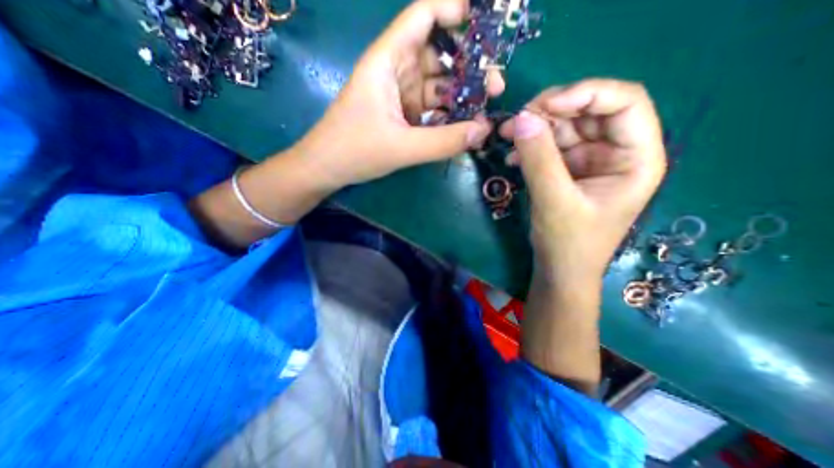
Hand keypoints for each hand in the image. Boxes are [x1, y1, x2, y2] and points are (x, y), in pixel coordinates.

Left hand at [294, 0, 500, 188]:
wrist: (328, 168)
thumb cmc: (355, 150)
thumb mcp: (401, 148)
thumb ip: (443, 141)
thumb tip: (483, 131)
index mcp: (388, 61)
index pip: (422, 16)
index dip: (453, 10)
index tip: (485, 27)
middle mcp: (396, 72)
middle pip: (439, 55)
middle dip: (469, 68)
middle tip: (495, 89)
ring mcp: (400, 95)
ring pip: (438, 86)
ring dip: (461, 97)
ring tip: (483, 113)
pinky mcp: (402, 115)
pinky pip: (431, 109)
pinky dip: (447, 116)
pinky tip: (462, 127)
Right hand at [497, 81, 668, 285]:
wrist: (558, 269)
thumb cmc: (568, 243)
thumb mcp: (554, 201)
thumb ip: (539, 159)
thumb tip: (522, 119)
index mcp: (636, 158)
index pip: (625, 102)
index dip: (586, 94)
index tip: (544, 106)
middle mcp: (616, 153)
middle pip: (589, 111)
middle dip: (551, 111)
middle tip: (516, 120)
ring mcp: (590, 161)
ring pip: (565, 127)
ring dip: (535, 129)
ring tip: (507, 135)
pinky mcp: (568, 171)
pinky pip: (550, 147)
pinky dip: (530, 147)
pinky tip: (512, 157)